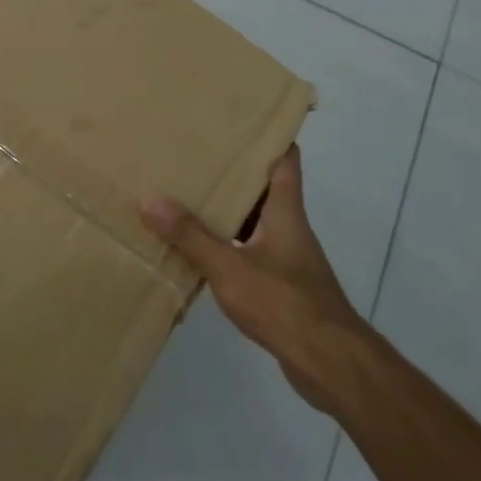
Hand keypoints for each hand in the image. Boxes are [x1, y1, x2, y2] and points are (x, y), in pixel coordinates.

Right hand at [140, 146, 362, 397]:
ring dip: (226, 211)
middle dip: (233, 172)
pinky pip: (249, 253)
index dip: (269, 135)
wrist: (329, 363)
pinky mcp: (281, 286)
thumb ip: (191, 236)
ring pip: (254, 222)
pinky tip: (197, 251)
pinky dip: (226, 245)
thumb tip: (150, 200)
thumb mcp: (230, 267)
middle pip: (264, 189)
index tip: (240, 118)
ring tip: (185, 196)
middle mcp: (289, 228)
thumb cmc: (285, 304)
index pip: (285, 160)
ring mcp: (287, 259)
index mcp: (285, 212)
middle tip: (194, 155)